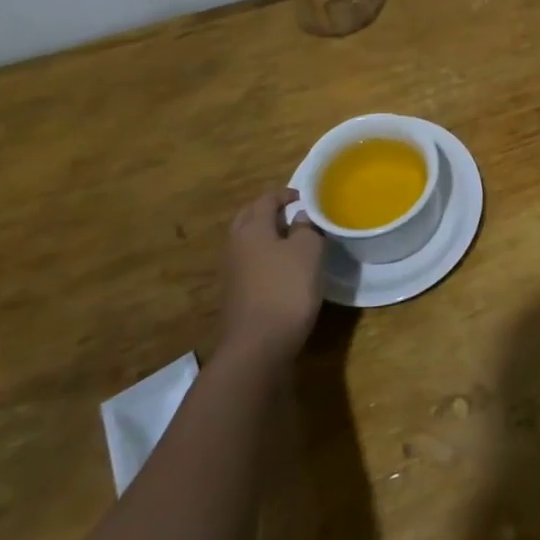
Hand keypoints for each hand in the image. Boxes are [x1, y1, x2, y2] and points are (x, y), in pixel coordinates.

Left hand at [215, 188, 323, 369]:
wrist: (257, 345)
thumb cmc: (287, 289)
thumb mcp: (308, 251)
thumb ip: (306, 228)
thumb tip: (300, 217)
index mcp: (252, 228)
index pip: (266, 199)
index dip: (286, 194)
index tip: (305, 198)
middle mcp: (236, 244)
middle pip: (249, 217)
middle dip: (269, 211)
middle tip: (294, 213)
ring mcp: (231, 270)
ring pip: (247, 240)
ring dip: (266, 234)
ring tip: (292, 239)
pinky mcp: (234, 292)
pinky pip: (249, 261)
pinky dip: (263, 255)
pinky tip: (282, 267)